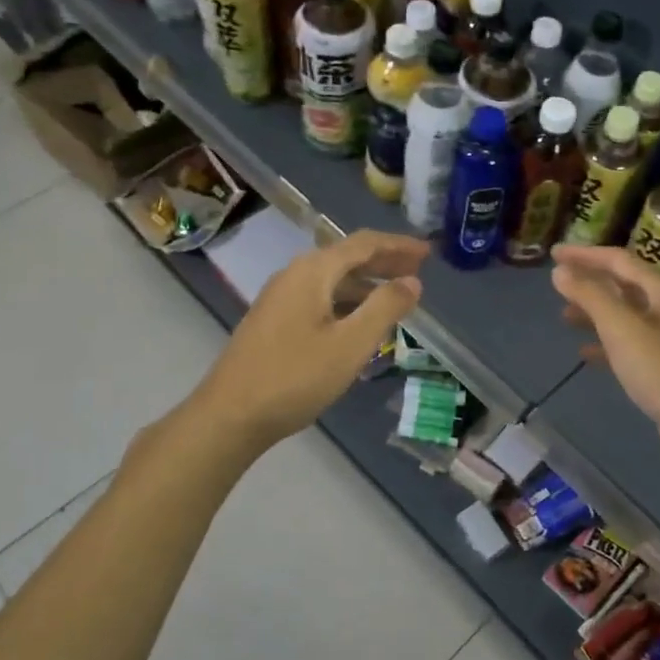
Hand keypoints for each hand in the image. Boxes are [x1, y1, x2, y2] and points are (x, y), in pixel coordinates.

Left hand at [194, 229, 428, 450]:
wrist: (230, 415)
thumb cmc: (295, 378)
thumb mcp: (350, 344)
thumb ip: (385, 308)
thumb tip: (412, 281)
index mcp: (313, 272)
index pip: (363, 244)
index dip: (398, 245)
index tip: (428, 252)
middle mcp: (294, 275)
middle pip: (346, 257)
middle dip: (384, 262)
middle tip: (418, 270)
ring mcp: (280, 298)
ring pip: (332, 280)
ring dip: (366, 284)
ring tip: (396, 297)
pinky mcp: (274, 321)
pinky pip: (320, 298)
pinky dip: (347, 301)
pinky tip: (360, 322)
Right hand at [550, 245, 659, 478]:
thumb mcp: (621, 329)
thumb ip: (590, 296)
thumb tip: (560, 270)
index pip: (619, 260)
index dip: (585, 254)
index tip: (554, 253)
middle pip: (624, 285)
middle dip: (590, 282)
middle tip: (557, 284)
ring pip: (625, 315)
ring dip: (595, 312)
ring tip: (564, 317)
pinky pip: (630, 345)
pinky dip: (606, 343)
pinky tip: (586, 353)